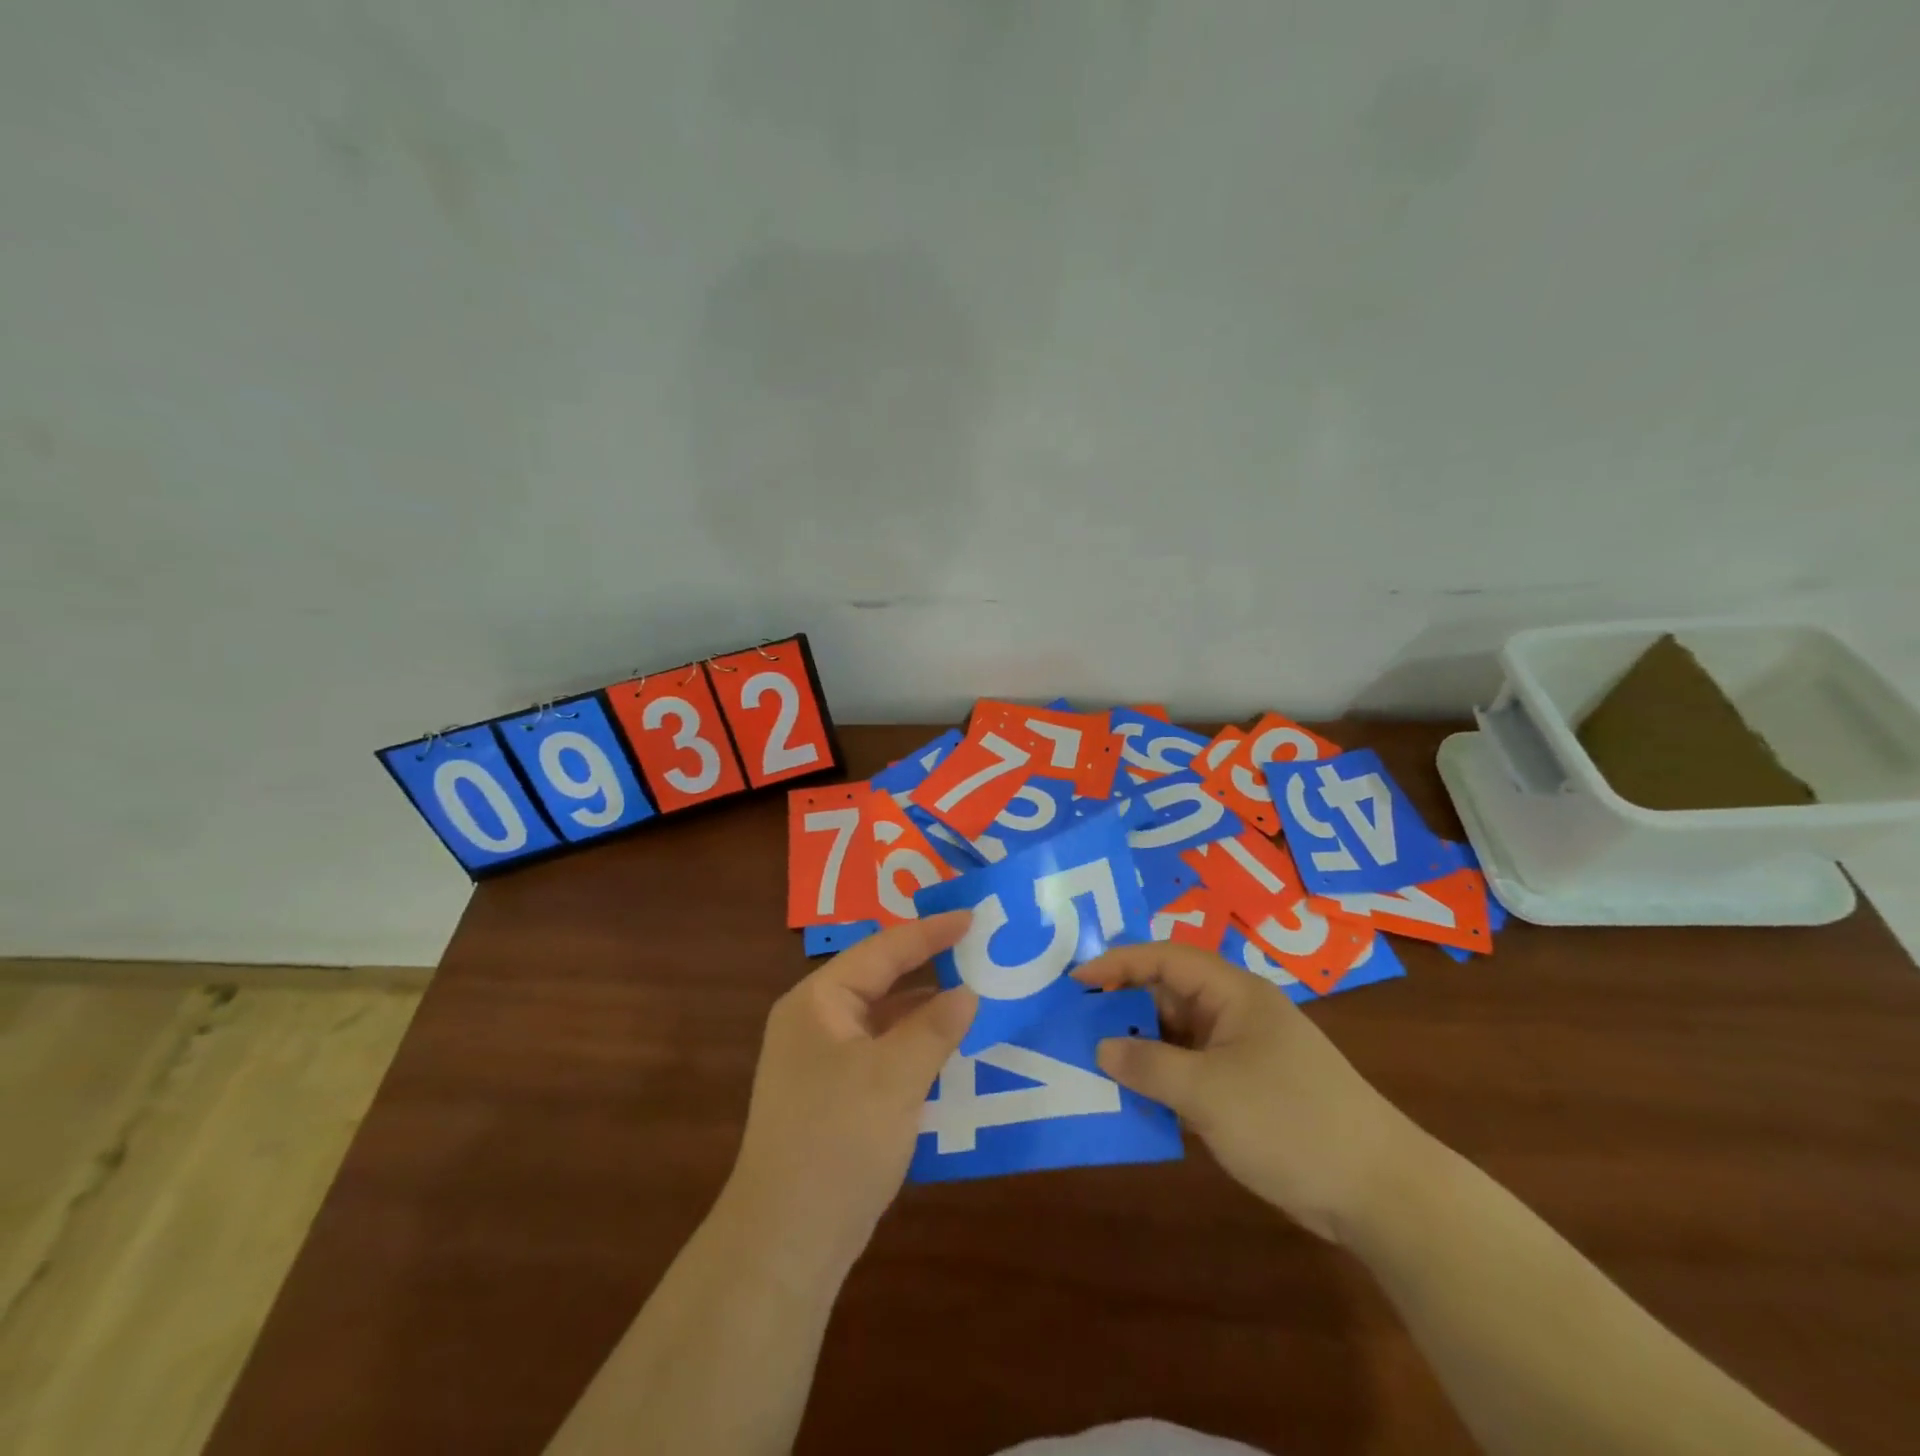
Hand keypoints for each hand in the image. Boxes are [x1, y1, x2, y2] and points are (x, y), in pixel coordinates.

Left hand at [722, 913, 976, 1274]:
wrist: (786, 1242)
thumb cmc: (837, 1140)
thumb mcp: (894, 1077)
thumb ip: (935, 1028)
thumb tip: (968, 993)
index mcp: (818, 1002)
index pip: (882, 950)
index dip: (930, 932)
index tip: (973, 917)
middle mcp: (816, 1022)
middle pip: (880, 980)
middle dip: (928, 966)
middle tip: (978, 949)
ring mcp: (823, 1061)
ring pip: (884, 1020)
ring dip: (925, 1011)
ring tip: (975, 996)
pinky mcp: (835, 1096)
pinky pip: (883, 1054)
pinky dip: (916, 1048)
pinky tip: (950, 1053)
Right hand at [1076, 941, 1418, 1241]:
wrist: (1378, 1192)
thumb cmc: (1289, 1121)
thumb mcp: (1208, 1092)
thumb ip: (1148, 1065)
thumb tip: (1101, 1048)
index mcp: (1233, 993)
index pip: (1165, 958)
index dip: (1118, 963)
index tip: (1075, 981)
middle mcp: (1236, 1014)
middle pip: (1168, 995)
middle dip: (1123, 1007)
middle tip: (1074, 1024)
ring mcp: (1243, 1053)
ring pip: (1177, 1037)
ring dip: (1140, 1048)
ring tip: (1091, 1061)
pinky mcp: (1247, 1091)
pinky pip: (1191, 1071)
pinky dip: (1162, 1080)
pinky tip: (1132, 1099)